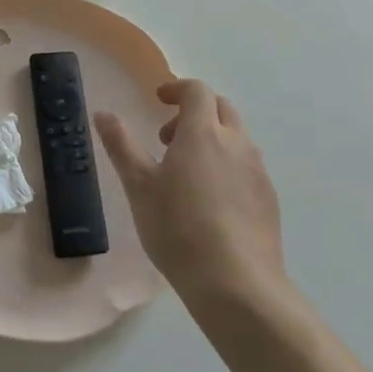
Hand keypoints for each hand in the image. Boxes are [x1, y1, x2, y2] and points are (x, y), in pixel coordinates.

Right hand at [94, 80, 286, 311]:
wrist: (236, 283)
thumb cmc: (178, 229)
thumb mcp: (139, 186)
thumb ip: (121, 145)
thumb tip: (103, 114)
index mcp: (203, 132)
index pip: (197, 90)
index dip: (177, 88)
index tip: (159, 100)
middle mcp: (236, 143)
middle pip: (221, 108)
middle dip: (195, 112)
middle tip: (169, 140)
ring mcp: (257, 170)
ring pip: (237, 137)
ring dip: (212, 138)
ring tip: (187, 173)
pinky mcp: (269, 198)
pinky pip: (247, 166)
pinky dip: (228, 165)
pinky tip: (211, 201)